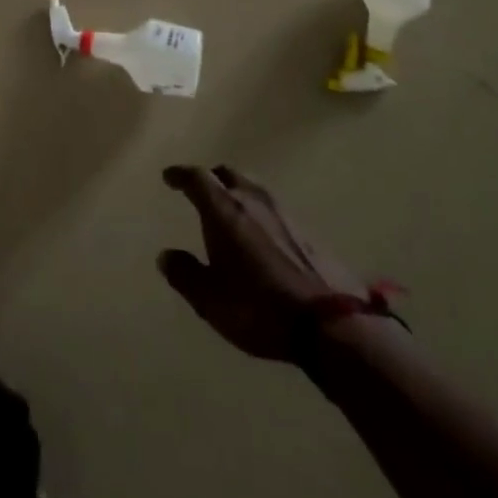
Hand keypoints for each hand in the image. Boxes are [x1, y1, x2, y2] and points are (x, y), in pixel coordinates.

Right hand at [158, 164, 367, 363]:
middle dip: (211, 178)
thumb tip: (166, 256)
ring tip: (231, 209)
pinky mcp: (307, 229)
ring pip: (253, 188)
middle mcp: (253, 199)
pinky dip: (259, 211)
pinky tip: (261, 233)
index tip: (169, 177)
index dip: (180, 175)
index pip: (197, 178)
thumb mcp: (211, 299)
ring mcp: (283, 211)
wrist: (332, 323)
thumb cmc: (259, 307)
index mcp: (224, 209)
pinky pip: (273, 208)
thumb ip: (185, 274)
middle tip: (200, 189)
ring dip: (238, 192)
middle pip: (227, 174)